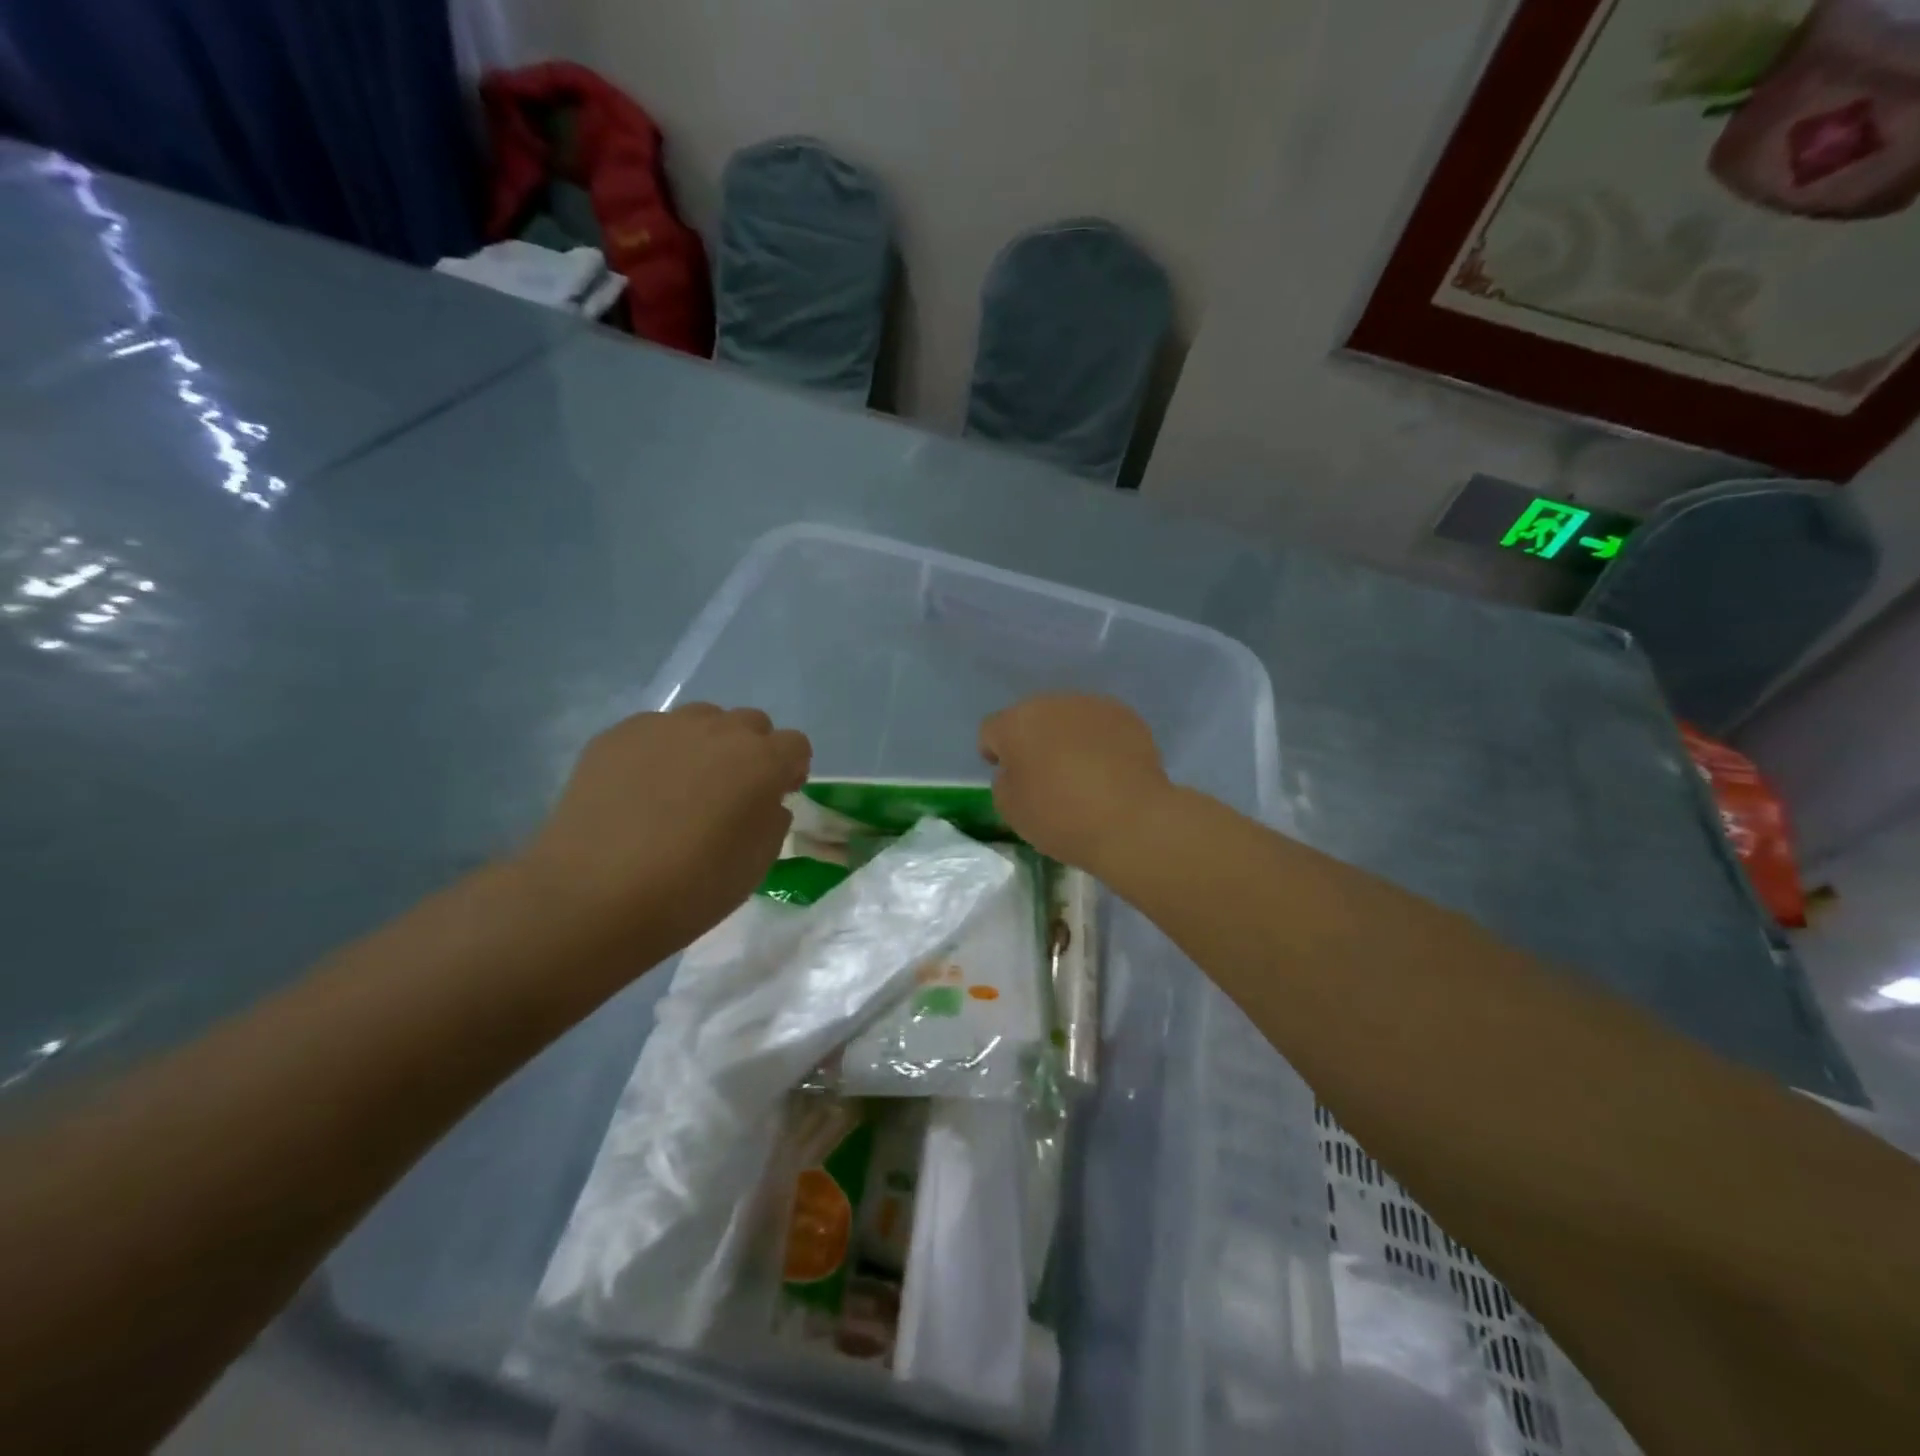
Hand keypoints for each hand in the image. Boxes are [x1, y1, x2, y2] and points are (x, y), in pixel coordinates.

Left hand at [518, 704, 811, 954]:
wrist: (593, 896)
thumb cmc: (690, 889)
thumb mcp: (757, 864)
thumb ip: (772, 820)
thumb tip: (765, 802)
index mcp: (761, 762)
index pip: (795, 745)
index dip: (790, 770)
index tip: (776, 796)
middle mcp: (718, 731)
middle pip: (751, 723)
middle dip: (751, 751)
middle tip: (730, 792)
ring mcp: (664, 727)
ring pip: (702, 720)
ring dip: (706, 745)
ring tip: (682, 787)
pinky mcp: (618, 735)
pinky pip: (655, 731)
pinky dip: (660, 752)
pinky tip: (640, 791)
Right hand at [978, 694, 1171, 871]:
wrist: (1131, 820)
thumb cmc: (1060, 817)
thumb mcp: (1011, 810)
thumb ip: (1004, 782)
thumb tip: (1017, 770)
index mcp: (1015, 723)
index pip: (992, 731)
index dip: (995, 753)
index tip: (1007, 775)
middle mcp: (1052, 703)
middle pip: (1032, 718)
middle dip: (1033, 740)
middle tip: (1044, 775)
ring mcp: (1092, 706)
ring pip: (1068, 718)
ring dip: (1067, 738)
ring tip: (1080, 772)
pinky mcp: (1126, 716)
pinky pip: (1101, 726)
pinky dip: (1099, 742)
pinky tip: (1109, 771)